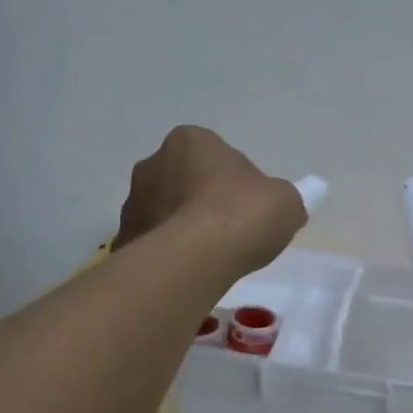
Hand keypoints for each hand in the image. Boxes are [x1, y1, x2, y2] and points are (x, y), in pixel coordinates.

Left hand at [114, 126, 304, 271]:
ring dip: (181, 228)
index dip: (235, 182)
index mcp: (191, 140)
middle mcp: (153, 162)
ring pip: (164, 212)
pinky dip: (166, 255)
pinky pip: (151, 244)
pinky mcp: (123, 239)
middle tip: (227, 233)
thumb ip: (284, 198)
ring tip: (207, 259)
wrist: (195, 258)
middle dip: (201, 201)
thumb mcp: (286, 202)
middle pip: (184, 181)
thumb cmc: (243, 215)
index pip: (215, 156)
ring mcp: (133, 202)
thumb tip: (289, 202)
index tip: (248, 209)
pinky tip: (187, 273)